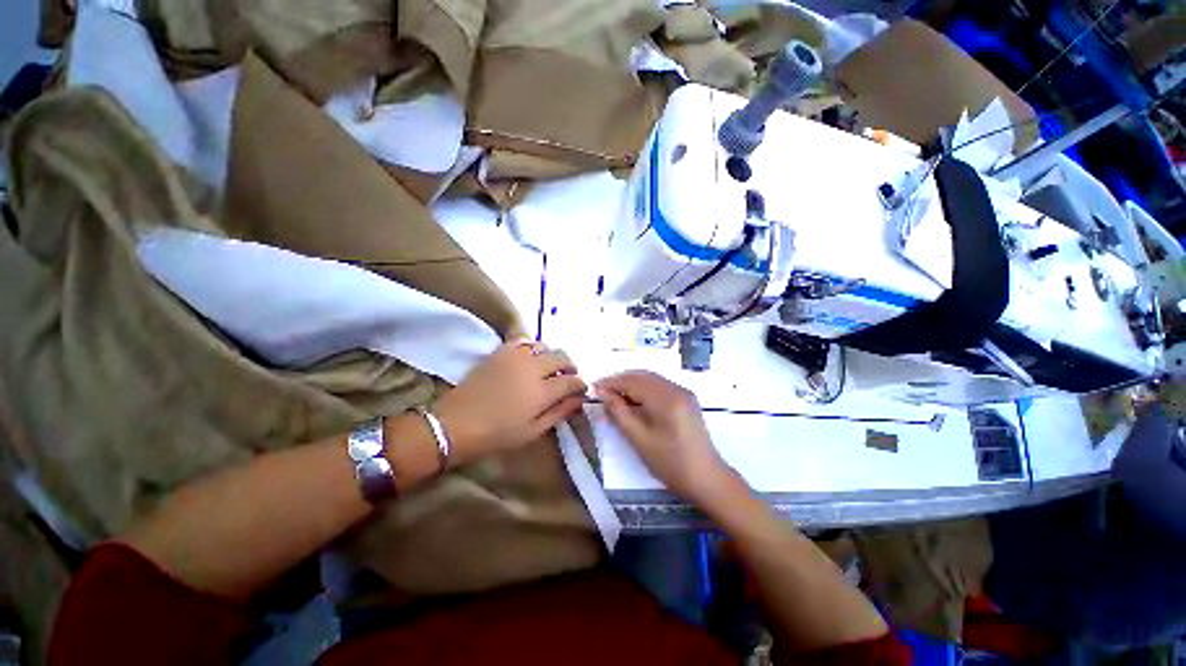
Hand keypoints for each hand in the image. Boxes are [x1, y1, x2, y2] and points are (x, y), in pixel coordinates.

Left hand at [433, 341, 586, 464]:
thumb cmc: (497, 435)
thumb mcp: (532, 431)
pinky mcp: (500, 352)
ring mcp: (515, 357)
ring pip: (545, 346)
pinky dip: (533, 347)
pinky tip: (530, 358)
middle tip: (568, 377)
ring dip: (552, 356)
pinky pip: (524, 341)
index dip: (580, 385)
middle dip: (570, 367)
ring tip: (548, 368)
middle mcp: (532, 368)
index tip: (581, 390)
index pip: (572, 381)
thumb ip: (558, 412)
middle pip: (562, 357)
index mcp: (542, 392)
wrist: (456, 423)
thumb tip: (578, 400)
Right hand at [595, 371, 730, 502]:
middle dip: (620, 379)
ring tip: (614, 392)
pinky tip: (633, 397)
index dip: (612, 382)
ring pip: (651, 378)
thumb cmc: (670, 464)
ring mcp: (683, 391)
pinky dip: (644, 387)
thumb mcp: (640, 440)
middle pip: (643, 376)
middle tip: (602, 389)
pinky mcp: (686, 398)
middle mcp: (676, 388)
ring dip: (631, 382)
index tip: (594, 386)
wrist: (706, 477)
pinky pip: (660, 385)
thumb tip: (603, 394)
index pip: (633, 382)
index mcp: (666, 399)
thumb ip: (619, 413)